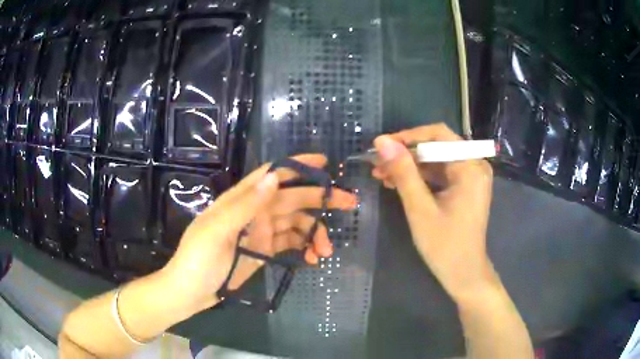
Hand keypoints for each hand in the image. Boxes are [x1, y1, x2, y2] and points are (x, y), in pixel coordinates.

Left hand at [161, 154, 356, 310]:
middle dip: (320, 200)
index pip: (273, 174)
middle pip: (292, 198)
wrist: (191, 292)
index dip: (298, 166)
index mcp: (241, 200)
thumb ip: (245, 205)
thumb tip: (274, 177)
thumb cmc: (198, 260)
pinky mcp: (265, 251)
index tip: (324, 163)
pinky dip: (305, 248)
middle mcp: (254, 212)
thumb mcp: (217, 231)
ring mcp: (261, 233)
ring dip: (314, 233)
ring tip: (326, 251)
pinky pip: (291, 244)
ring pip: (296, 223)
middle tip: (349, 203)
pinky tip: (313, 260)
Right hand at [371, 124, 494, 302]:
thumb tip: (383, 142)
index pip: (438, 135)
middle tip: (377, 163)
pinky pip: (439, 174)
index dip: (408, 136)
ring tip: (381, 174)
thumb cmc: (444, 245)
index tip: (381, 146)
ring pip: (435, 160)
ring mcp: (470, 177)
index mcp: (470, 167)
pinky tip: (397, 183)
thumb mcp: (420, 208)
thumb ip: (403, 172)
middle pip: (436, 147)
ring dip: (409, 166)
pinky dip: (419, 178)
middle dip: (405, 154)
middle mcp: (474, 165)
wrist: (463, 274)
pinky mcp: (464, 187)